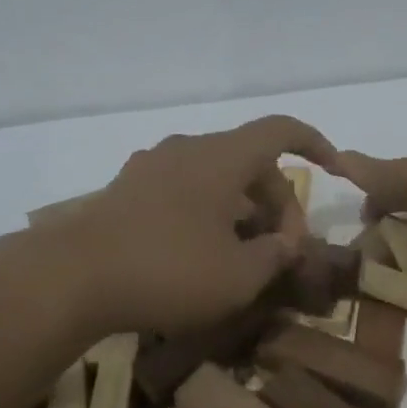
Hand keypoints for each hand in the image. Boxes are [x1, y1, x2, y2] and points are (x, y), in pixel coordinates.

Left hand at [60, 115, 339, 335]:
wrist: (70, 277)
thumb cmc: (168, 270)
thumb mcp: (238, 276)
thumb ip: (275, 255)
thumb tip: (287, 243)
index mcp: (223, 156)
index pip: (282, 130)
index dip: (316, 144)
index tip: (335, 170)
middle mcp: (190, 149)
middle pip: (251, 160)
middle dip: (278, 200)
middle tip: (284, 249)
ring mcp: (154, 166)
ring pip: (217, 175)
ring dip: (243, 207)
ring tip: (246, 254)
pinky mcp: (128, 188)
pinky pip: (186, 188)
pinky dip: (209, 210)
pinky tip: (202, 251)